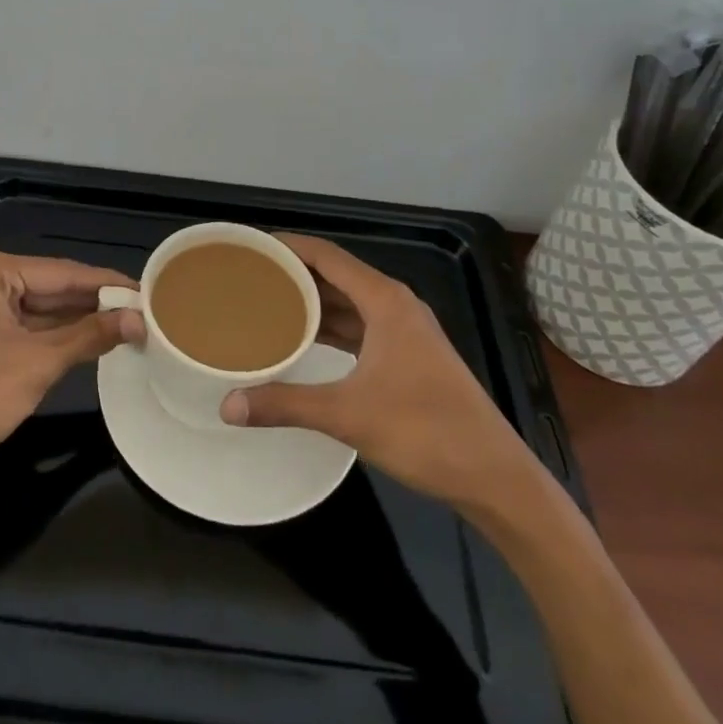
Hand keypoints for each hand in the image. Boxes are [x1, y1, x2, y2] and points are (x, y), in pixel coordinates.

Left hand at [0, 248, 134, 477]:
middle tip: (143, 311)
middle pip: (52, 285)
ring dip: (78, 318)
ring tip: (127, 323)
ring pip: (41, 304)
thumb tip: (139, 320)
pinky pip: (25, 320)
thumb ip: (90, 335)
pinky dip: (55, 331)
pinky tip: (91, 336)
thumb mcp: (39, 363)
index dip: (107, 283)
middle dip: (95, 302)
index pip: (63, 272)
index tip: (148, 290)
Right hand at [221, 234, 539, 509]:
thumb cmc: (425, 432)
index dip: (289, 247)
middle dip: (295, 274)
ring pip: (349, 303)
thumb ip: (286, 404)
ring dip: (313, 303)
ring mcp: (406, 332)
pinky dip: (332, 327)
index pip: (327, 256)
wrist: (495, 477)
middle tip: (251, 277)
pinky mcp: (410, 357)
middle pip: (337, 275)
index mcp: (385, 300)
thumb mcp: (348, 415)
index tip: (252, 246)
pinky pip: (361, 327)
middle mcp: (396, 305)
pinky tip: (306, 340)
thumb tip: (227, 406)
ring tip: (268, 304)